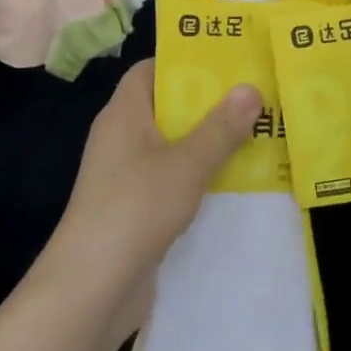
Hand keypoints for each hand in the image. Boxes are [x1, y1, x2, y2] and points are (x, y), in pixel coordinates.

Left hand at [45, 61, 260, 331]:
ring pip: (174, 146)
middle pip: (166, 107)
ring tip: (259, 134)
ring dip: (210, 143)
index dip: (184, 62)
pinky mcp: (136, 209)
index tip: (227, 62)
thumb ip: (220, 128)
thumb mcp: (186, 164)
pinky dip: (201, 176)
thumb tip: (250, 88)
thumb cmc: (135, 209)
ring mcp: (127, 176)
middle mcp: (122, 138)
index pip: (149, 70)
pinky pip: (173, 179)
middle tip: (256, 97)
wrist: (92, 288)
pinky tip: (237, 182)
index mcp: (124, 114)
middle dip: (209, 104)